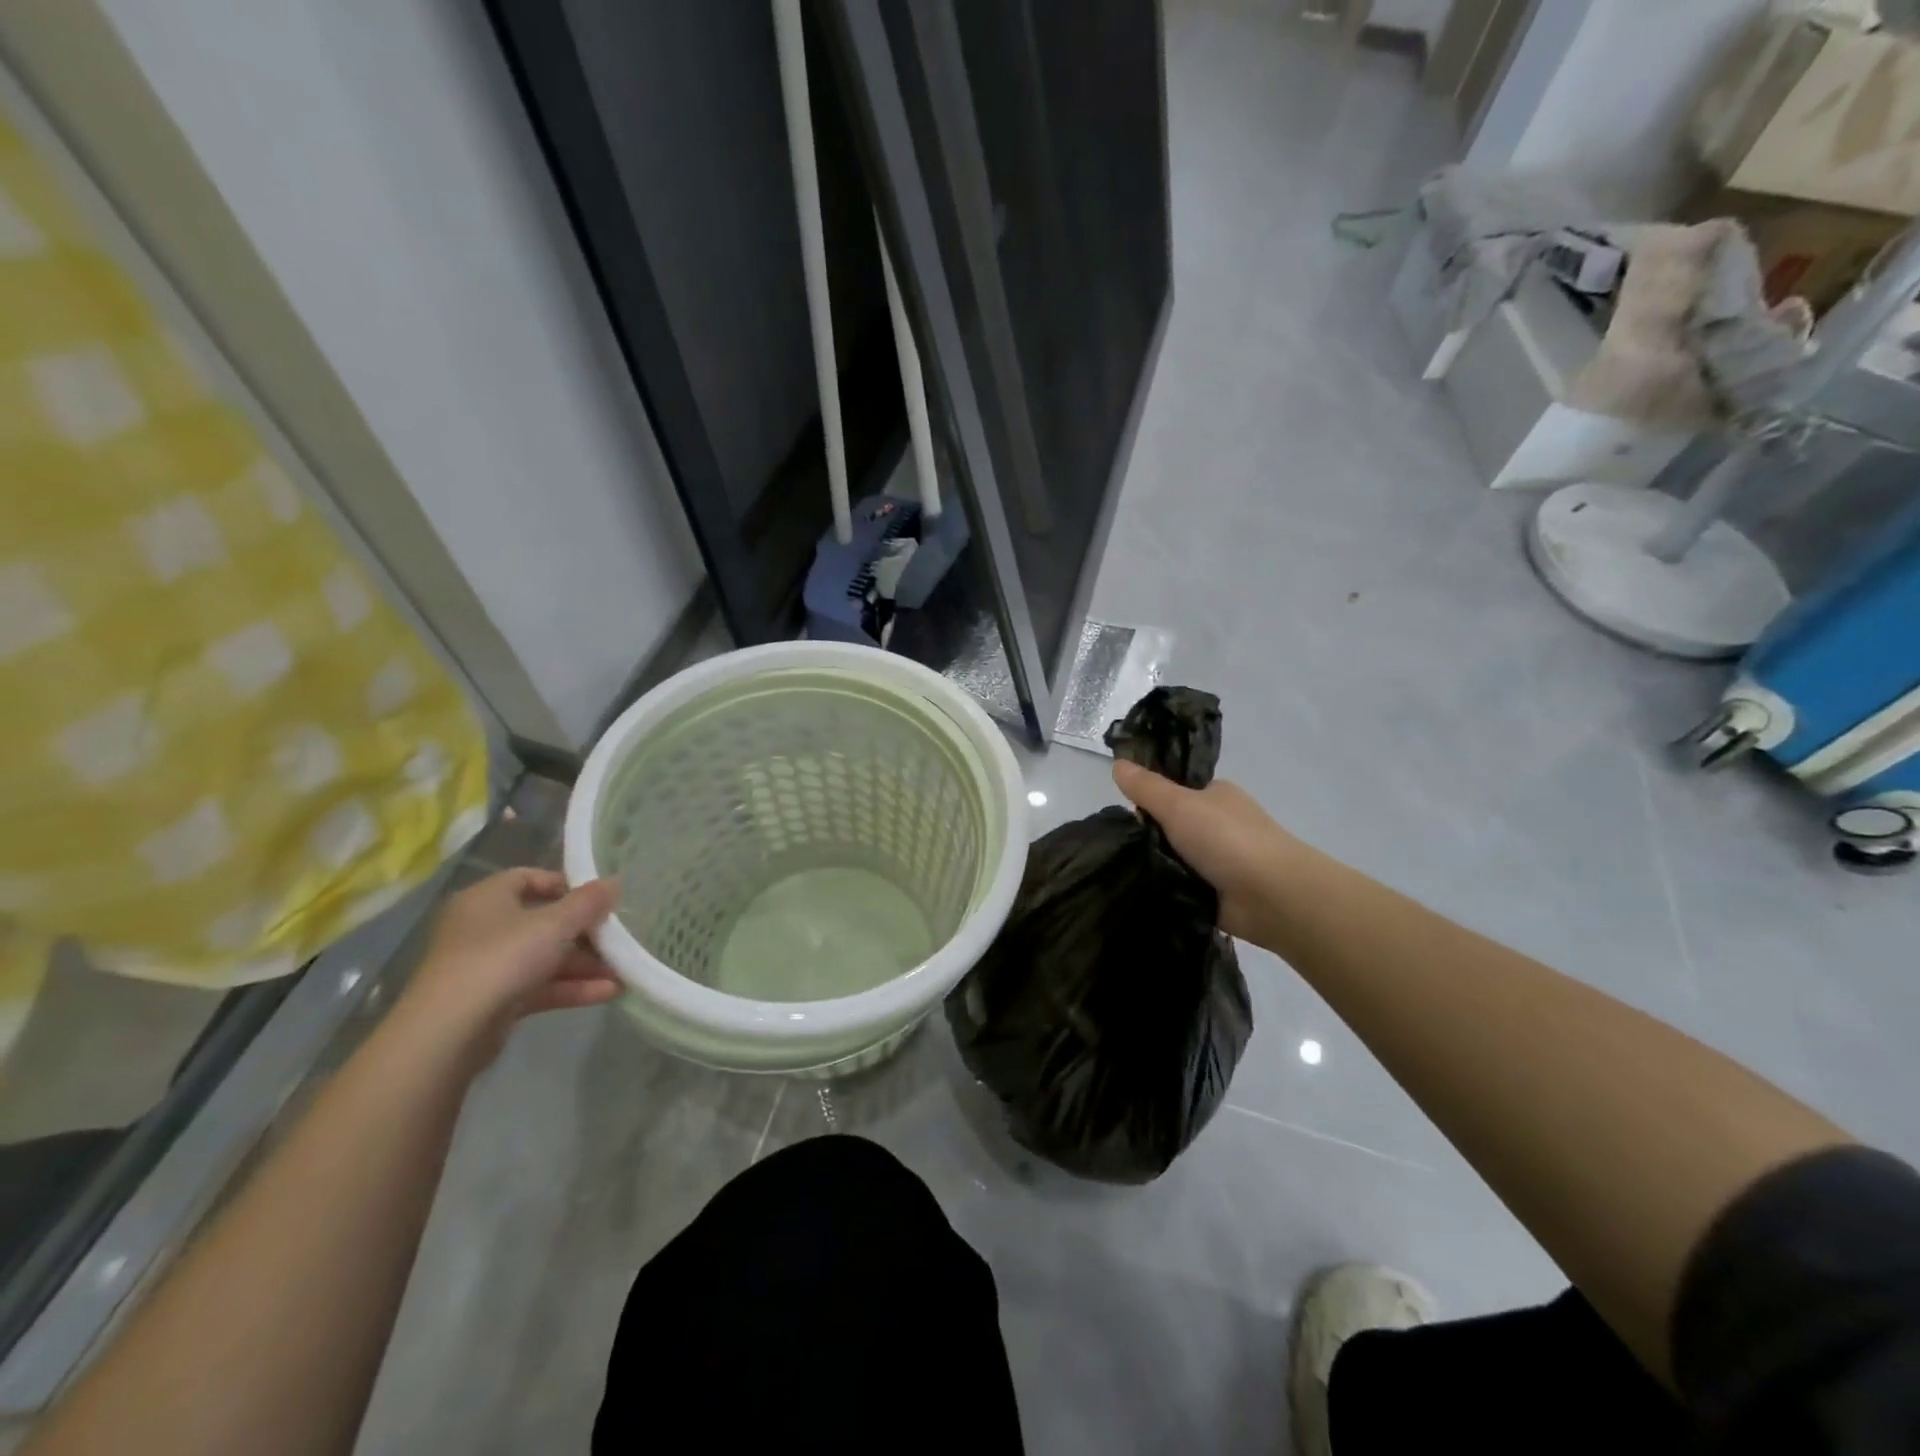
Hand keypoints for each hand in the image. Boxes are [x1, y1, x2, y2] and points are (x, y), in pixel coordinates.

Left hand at [396, 868, 621, 1060]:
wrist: (449, 1032)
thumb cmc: (502, 958)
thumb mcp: (555, 923)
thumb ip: (588, 902)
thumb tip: (614, 882)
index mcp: (487, 898)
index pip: (530, 878)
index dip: (568, 885)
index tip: (600, 899)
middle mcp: (483, 927)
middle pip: (543, 921)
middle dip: (585, 933)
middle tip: (618, 939)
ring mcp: (486, 966)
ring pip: (544, 957)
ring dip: (584, 964)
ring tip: (623, 971)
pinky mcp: (493, 1001)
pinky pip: (538, 986)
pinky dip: (571, 987)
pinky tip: (608, 993)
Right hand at [1112, 761, 1301, 942]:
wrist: (1272, 895)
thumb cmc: (1227, 838)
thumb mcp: (1178, 804)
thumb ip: (1146, 787)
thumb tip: (1117, 763)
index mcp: (1216, 796)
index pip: (1174, 791)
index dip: (1149, 800)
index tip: (1125, 814)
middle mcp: (1220, 825)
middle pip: (1172, 827)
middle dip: (1149, 836)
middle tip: (1122, 847)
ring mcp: (1221, 861)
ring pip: (1175, 858)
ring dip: (1157, 865)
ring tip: (1124, 873)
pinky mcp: (1218, 894)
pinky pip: (1182, 886)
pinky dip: (1168, 889)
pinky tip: (1143, 892)